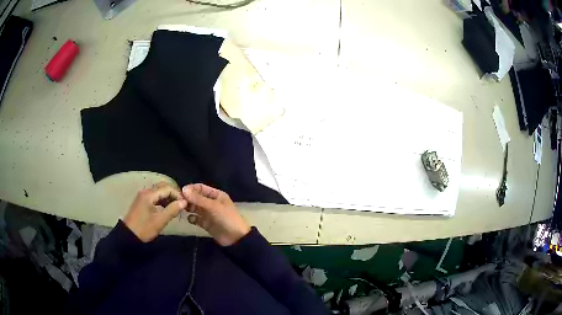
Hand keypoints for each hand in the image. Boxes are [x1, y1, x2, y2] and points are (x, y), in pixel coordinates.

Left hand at [124, 182, 186, 241]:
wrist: (128, 235)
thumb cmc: (144, 228)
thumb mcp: (160, 221)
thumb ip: (172, 210)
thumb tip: (184, 202)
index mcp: (149, 194)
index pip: (168, 188)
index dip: (178, 194)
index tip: (185, 204)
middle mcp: (146, 191)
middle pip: (163, 186)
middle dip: (174, 193)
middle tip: (181, 204)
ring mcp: (143, 195)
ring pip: (159, 190)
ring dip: (168, 196)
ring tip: (176, 207)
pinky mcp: (142, 200)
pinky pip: (155, 195)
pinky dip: (162, 199)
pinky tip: (166, 208)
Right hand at [182, 184, 250, 245]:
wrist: (236, 238)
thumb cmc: (227, 218)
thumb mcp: (213, 206)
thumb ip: (198, 199)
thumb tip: (183, 189)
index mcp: (216, 195)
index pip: (201, 188)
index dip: (191, 189)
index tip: (181, 192)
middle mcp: (211, 203)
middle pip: (196, 197)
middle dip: (188, 198)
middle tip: (178, 201)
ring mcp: (208, 213)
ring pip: (195, 208)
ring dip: (188, 207)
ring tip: (182, 209)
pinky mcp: (205, 224)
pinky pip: (196, 219)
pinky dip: (192, 218)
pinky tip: (190, 219)